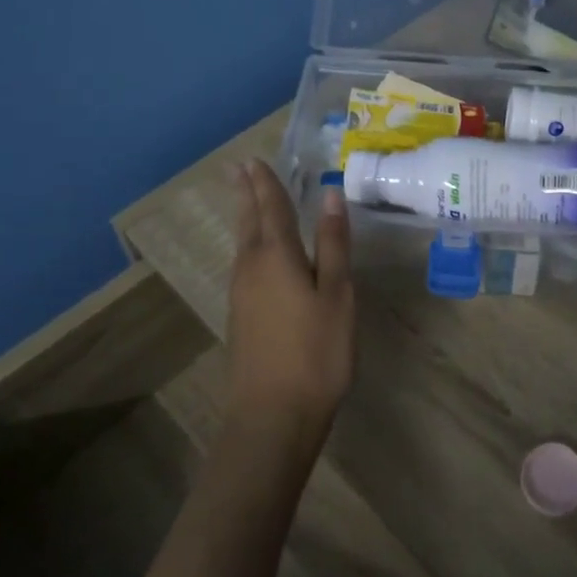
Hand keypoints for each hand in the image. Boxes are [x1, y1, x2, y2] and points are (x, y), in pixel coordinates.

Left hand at [225, 160, 354, 440]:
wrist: (272, 417)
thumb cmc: (315, 353)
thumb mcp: (337, 295)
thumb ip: (333, 244)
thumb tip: (330, 195)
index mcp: (277, 257)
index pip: (271, 207)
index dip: (266, 182)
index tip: (255, 159)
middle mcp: (251, 268)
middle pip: (249, 221)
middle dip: (247, 193)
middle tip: (239, 168)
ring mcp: (241, 294)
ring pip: (243, 243)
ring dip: (246, 216)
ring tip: (247, 199)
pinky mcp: (241, 317)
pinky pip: (244, 263)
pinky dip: (249, 243)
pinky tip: (255, 252)